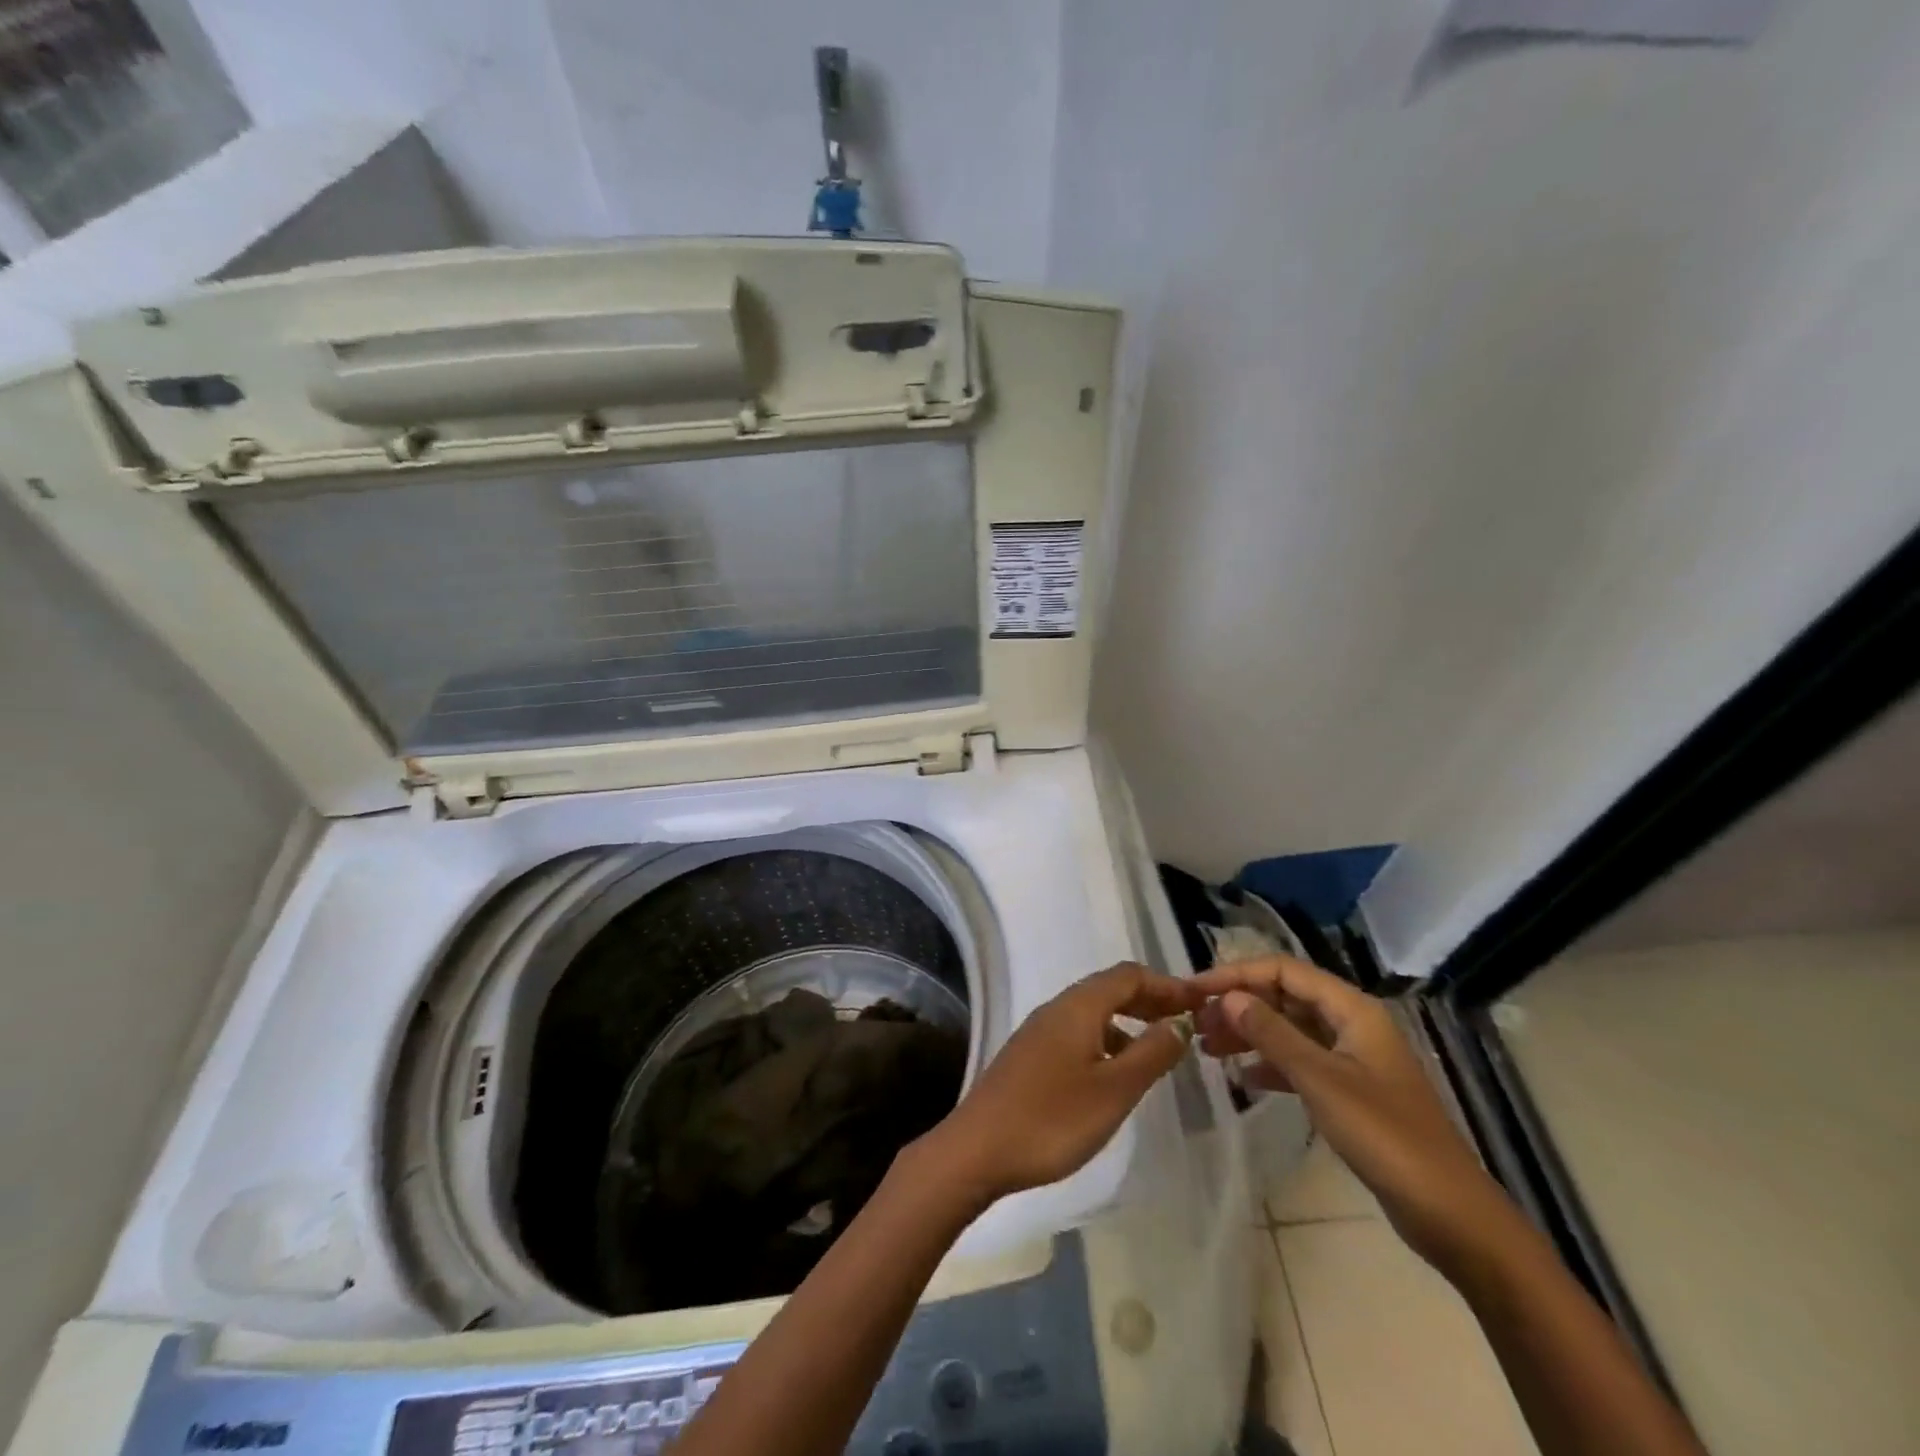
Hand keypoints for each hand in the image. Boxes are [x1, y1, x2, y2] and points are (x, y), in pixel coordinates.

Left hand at [917, 963, 1202, 1205]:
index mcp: (1078, 1006)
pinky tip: (1114, 1072)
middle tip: (1185, 1023)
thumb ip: (1150, 1054)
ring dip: (1127, 1021)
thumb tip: (1179, 1023)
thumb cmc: (1052, 1119)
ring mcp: (1039, 1031)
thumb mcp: (1113, 1090)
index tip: (1200, 1002)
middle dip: (1149, 1000)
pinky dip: (1106, 1039)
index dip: (1166, 984)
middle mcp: (1057, 1008)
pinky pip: (1077, 1032)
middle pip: (1110, 988)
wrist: (977, 1149)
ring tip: (1157, 1050)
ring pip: (1092, 1012)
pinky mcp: (1030, 1055)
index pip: (1129, 976)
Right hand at [1191, 955, 1508, 1273]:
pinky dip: (1270, 1064)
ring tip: (1208, 1047)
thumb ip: (1272, 1034)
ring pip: (1290, 1029)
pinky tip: (1242, 1078)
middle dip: (1240, 1004)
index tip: (1195, 991)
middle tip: (1196, 1023)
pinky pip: (1301, 1061)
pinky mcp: (1351, 1091)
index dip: (1237, 975)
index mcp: (1352, 1009)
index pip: (1283, 970)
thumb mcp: (1320, 1079)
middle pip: (1285, 997)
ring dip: (1250, 1033)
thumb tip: (1229, 998)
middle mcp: (1352, 1024)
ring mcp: (1353, 1058)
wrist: (1449, 1213)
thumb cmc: (1385, 1136)